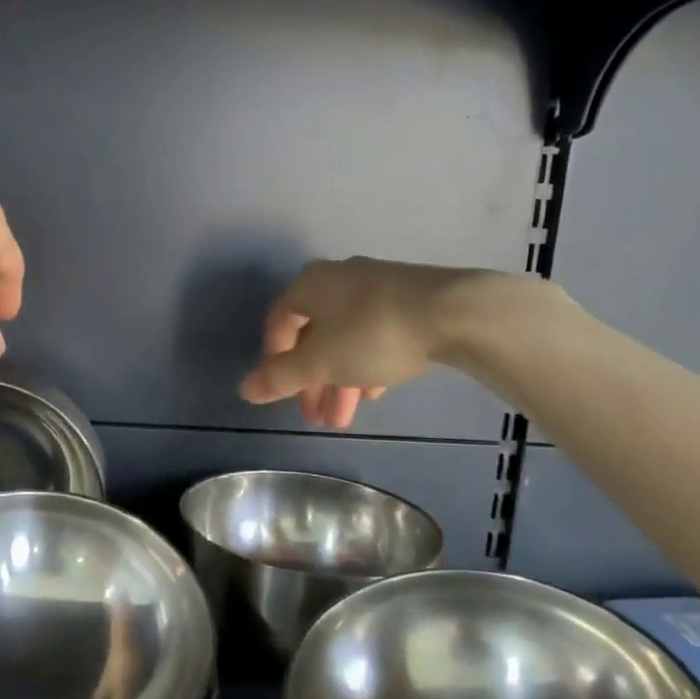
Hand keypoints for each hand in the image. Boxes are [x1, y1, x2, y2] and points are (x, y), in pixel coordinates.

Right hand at [239, 258, 512, 428]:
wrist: (454, 312)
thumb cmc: (373, 334)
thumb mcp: (320, 363)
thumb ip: (280, 377)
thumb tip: (244, 389)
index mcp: (310, 285)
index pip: (278, 323)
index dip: (274, 360)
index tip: (282, 394)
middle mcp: (338, 279)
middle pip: (314, 335)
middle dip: (312, 382)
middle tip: (315, 418)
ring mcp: (376, 286)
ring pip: (345, 338)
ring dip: (339, 380)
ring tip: (343, 419)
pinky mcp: (408, 298)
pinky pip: (374, 333)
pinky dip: (366, 364)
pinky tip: (374, 392)